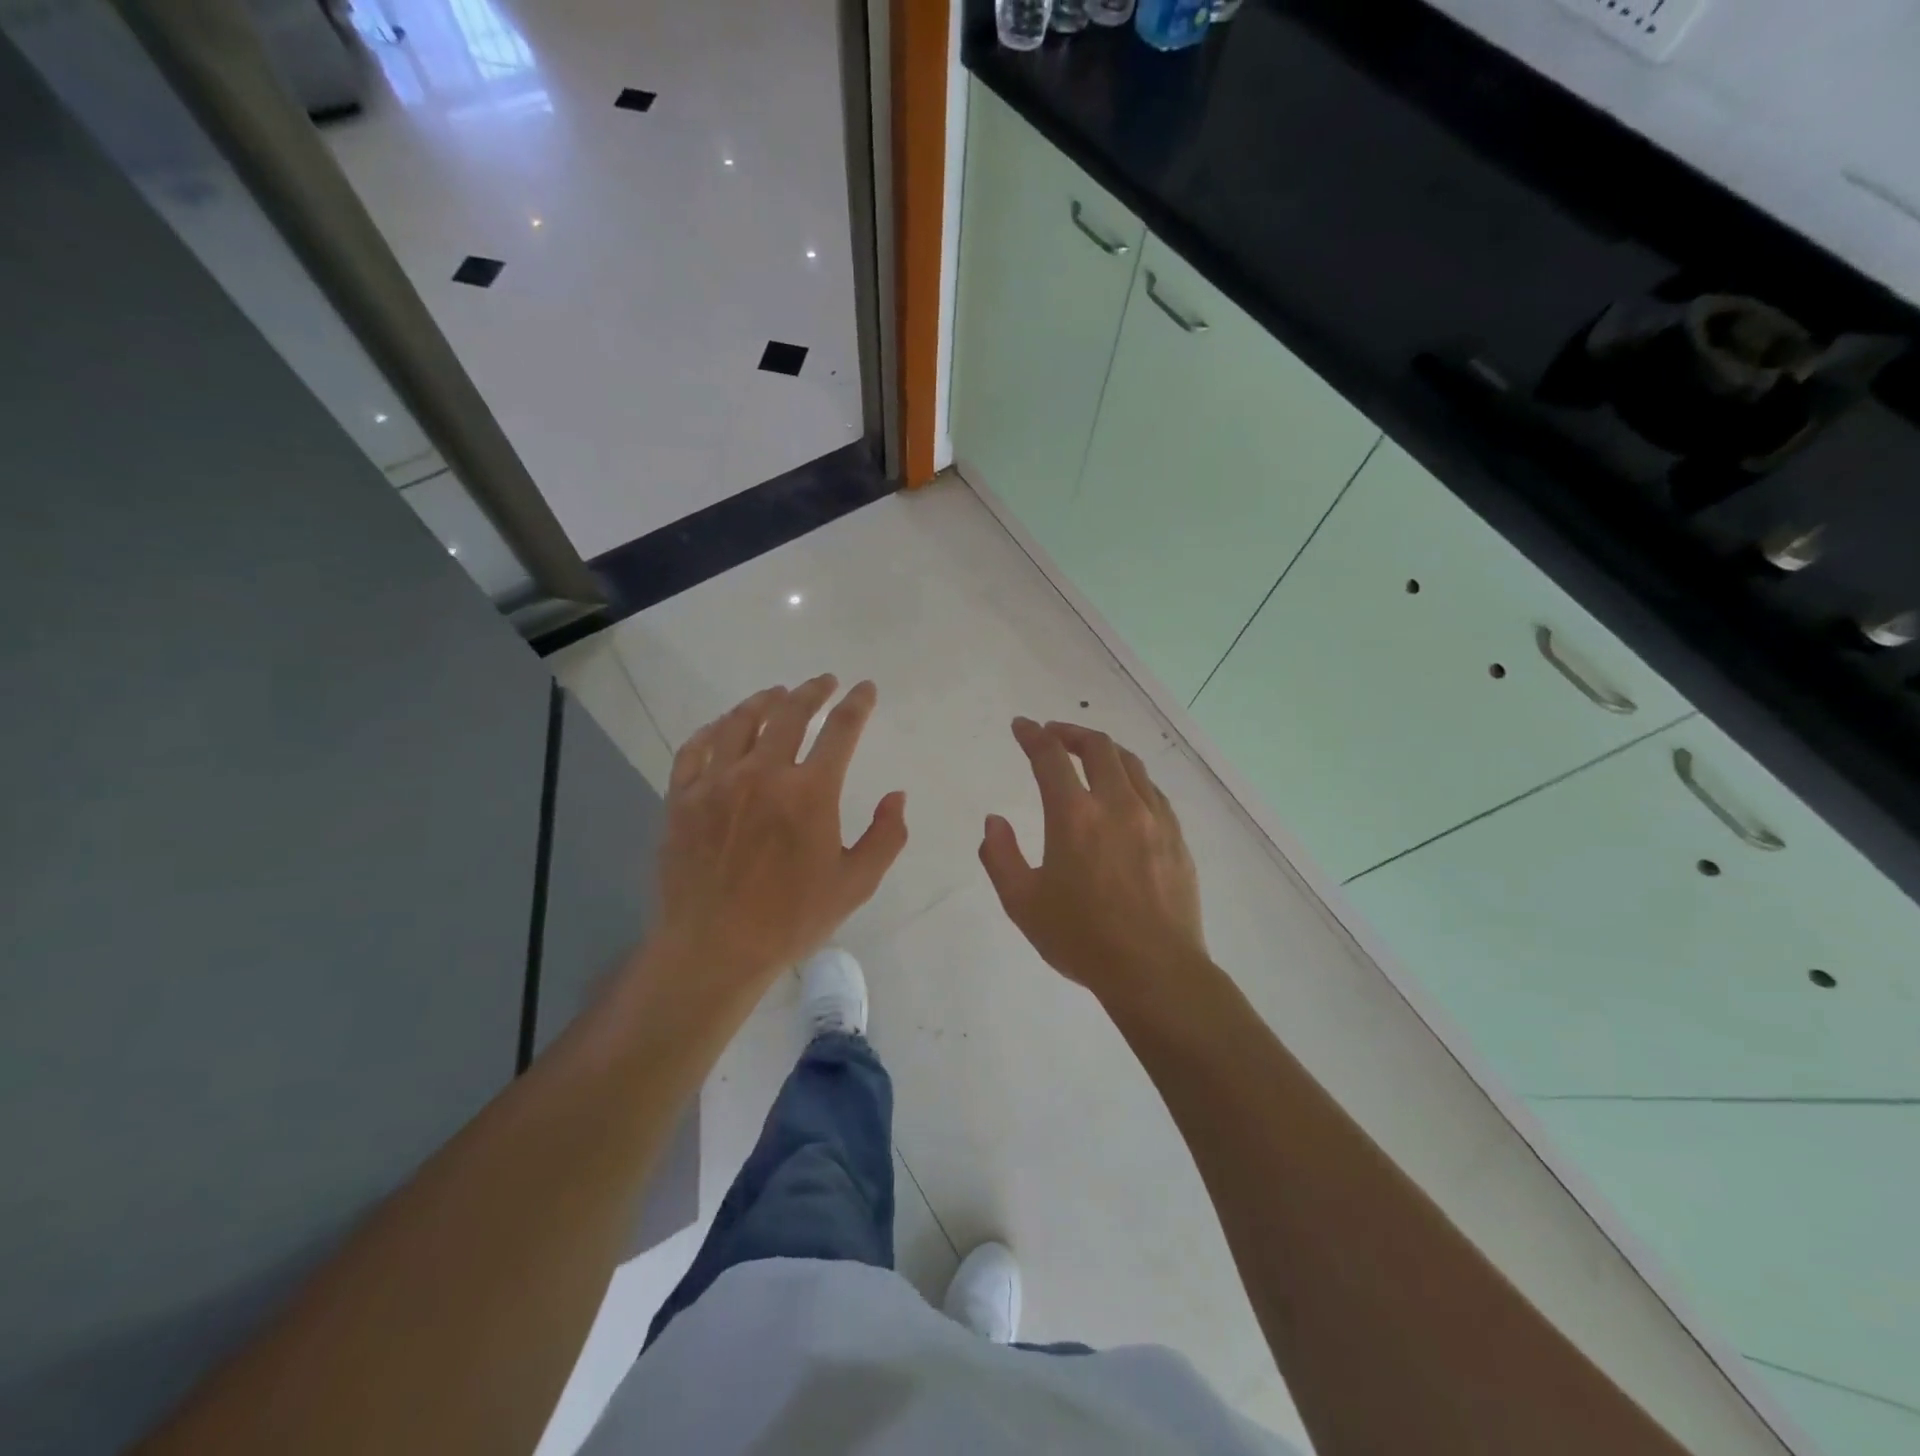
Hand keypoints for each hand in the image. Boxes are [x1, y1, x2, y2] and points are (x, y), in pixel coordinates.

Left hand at [650, 675, 906, 996]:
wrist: (713, 950)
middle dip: (812, 691)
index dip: (857, 704)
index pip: (841, 730)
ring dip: (763, 701)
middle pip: (790, 713)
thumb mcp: (855, 884)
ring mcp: (716, 783)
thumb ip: (885, 836)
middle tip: (824, 681)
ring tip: (777, 694)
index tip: (865, 689)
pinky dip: (713, 730)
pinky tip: (723, 726)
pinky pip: (695, 749)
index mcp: (810, 792)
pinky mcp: (682, 798)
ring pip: (740, 722)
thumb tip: (896, 796)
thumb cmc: (790, 920)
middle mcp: (763, 774)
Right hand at [979, 718, 1207, 1004]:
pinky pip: (1152, 791)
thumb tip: (994, 822)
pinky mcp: (1176, 836)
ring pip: (1130, 763)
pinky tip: (1125, 792)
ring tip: (1089, 755)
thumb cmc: (1081, 939)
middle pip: (1097, 747)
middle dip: (1070, 732)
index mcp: (1075, 816)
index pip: (1050, 757)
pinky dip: (1131, 778)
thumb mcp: (1022, 903)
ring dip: (1104, 750)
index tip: (1021, 726)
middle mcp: (1117, 804)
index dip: (1032, 735)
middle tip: (1053, 735)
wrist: (1154, 970)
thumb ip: (1000, 856)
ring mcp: (1153, 818)